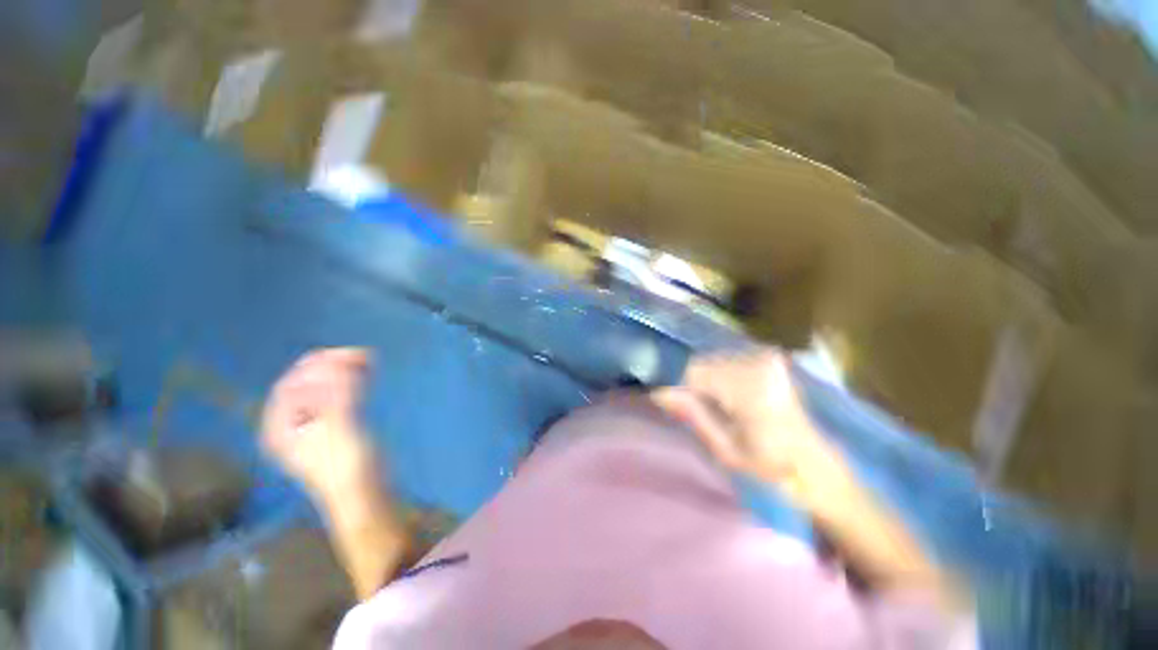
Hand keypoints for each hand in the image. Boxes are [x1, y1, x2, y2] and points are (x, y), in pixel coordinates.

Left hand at [261, 348, 378, 500]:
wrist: (363, 493)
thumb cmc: (346, 466)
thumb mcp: (337, 431)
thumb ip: (335, 397)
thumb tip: (340, 364)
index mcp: (280, 426)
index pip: (291, 385)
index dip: (316, 367)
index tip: (347, 357)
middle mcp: (291, 422)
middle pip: (306, 383)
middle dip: (331, 366)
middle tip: (362, 355)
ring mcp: (313, 423)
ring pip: (323, 386)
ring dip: (342, 370)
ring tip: (367, 359)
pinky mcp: (335, 423)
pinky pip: (338, 393)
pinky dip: (351, 380)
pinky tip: (366, 373)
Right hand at [652, 349, 847, 504]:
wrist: (814, 465)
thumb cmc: (771, 467)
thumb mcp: (726, 450)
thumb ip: (694, 415)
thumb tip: (661, 392)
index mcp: (751, 390)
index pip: (694, 373)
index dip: (681, 389)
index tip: (677, 408)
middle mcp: (759, 365)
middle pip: (702, 364)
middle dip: (695, 386)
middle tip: (704, 413)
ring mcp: (766, 359)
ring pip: (712, 362)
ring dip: (708, 382)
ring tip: (721, 408)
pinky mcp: (770, 359)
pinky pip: (727, 361)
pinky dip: (721, 377)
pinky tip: (732, 398)